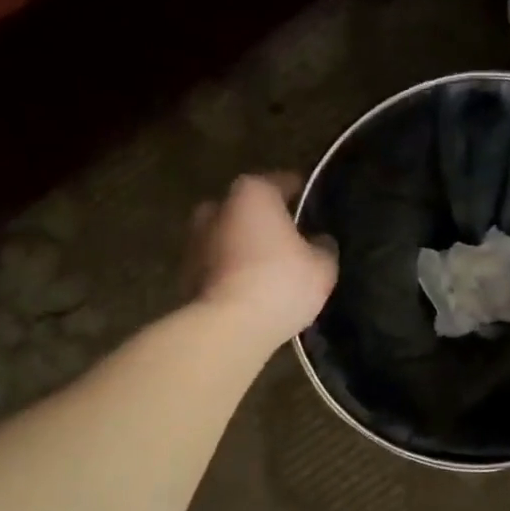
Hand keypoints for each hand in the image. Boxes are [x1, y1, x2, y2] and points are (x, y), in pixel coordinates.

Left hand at [186, 174, 337, 344]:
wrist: (227, 328)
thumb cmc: (279, 283)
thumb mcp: (322, 266)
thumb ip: (324, 246)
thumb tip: (319, 240)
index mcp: (253, 192)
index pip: (285, 182)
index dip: (304, 195)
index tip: (318, 211)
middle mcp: (217, 206)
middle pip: (250, 208)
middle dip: (268, 221)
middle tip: (292, 243)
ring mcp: (195, 239)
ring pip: (230, 235)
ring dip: (246, 246)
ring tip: (271, 270)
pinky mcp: (184, 272)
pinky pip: (218, 263)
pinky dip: (232, 270)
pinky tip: (250, 289)